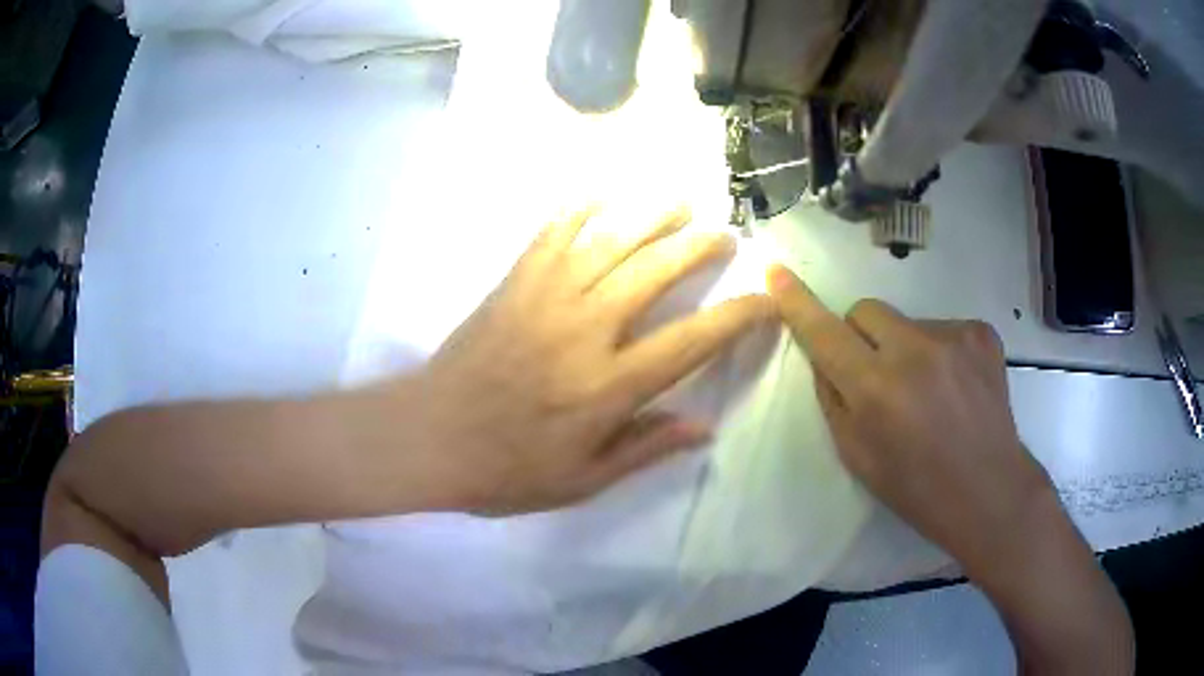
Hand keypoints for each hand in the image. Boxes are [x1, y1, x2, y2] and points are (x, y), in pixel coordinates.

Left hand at [404, 206, 772, 514]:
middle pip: (655, 273)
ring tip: (680, 201)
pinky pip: (550, 235)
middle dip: (698, 247)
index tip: (766, 300)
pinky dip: (577, 209)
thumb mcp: (582, 481)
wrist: (428, 438)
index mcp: (608, 386)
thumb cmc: (506, 470)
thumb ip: (645, 449)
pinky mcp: (513, 284)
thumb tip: (703, 427)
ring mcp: (545, 299)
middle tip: (724, 234)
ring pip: (609, 242)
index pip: (691, 342)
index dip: (737, 318)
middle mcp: (585, 330)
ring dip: (650, 216)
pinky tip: (599, 193)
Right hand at [766, 264, 1053, 574]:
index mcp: (876, 390)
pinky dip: (938, 351)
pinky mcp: (982, 333)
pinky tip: (955, 386)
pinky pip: (942, 328)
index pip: (825, 333)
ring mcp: (954, 337)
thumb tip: (824, 357)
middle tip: (878, 376)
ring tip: (929, 392)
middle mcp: (914, 351)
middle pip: (865, 311)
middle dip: (861, 336)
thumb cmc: (916, 488)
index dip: (797, 303)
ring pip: (906, 322)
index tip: (777, 272)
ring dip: (904, 347)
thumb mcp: (857, 456)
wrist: (989, 491)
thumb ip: (833, 400)